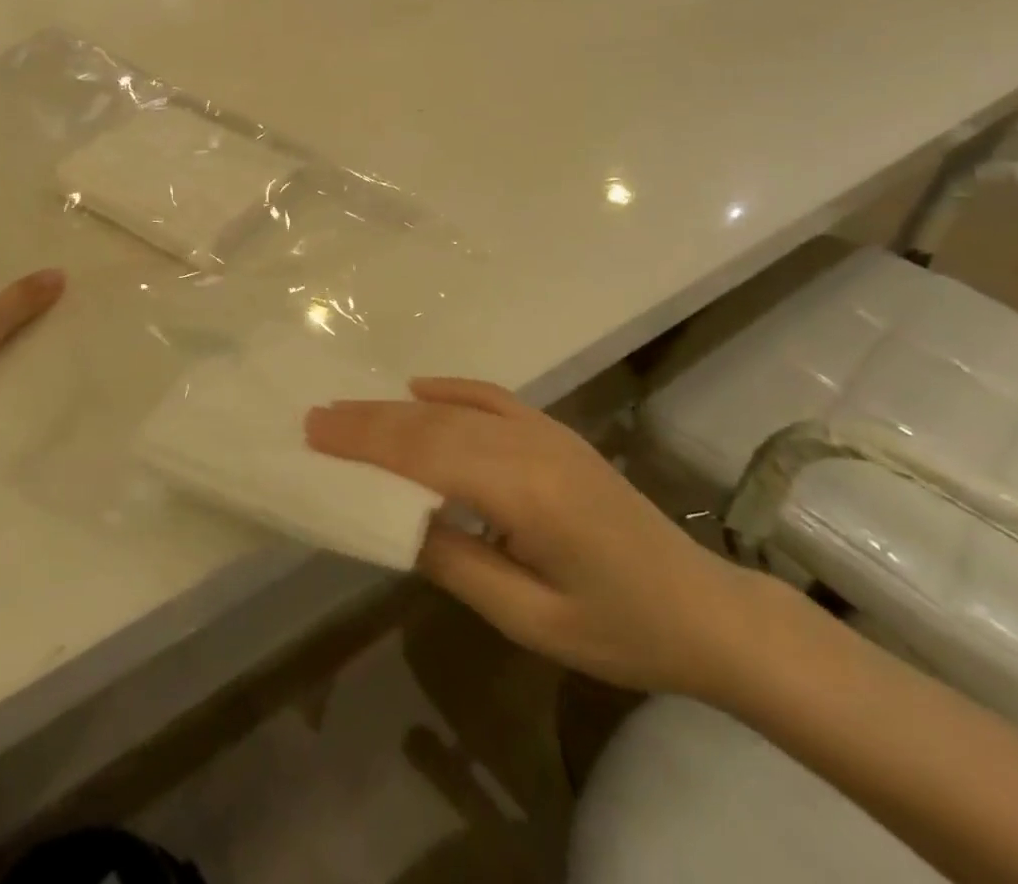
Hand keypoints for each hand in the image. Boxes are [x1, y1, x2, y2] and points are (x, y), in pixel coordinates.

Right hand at [306, 378, 768, 700]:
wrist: (702, 607)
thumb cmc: (620, 629)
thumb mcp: (533, 620)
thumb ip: (459, 565)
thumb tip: (396, 521)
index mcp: (525, 493)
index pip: (426, 456)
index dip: (367, 443)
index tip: (315, 434)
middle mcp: (530, 446)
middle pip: (433, 425)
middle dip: (369, 421)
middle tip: (315, 417)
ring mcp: (545, 432)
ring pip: (456, 409)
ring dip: (398, 407)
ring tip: (348, 408)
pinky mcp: (555, 433)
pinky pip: (493, 398)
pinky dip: (450, 390)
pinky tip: (418, 389)